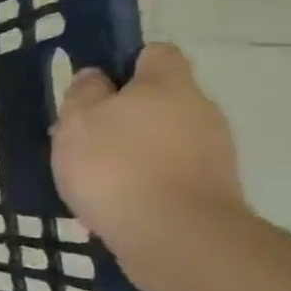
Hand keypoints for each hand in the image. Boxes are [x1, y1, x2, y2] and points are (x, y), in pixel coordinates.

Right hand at [51, 44, 246, 270]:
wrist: (175, 237)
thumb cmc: (116, 165)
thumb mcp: (77, 120)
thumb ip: (84, 93)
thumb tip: (98, 78)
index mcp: (168, 84)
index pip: (154, 53)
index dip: (123, 63)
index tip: (94, 87)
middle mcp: (200, 110)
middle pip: (159, 99)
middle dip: (124, 114)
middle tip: (84, 137)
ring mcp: (213, 152)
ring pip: (163, 138)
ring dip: (133, 150)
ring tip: (94, 176)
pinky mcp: (212, 190)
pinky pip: (169, 172)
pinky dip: (145, 181)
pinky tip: (116, 202)